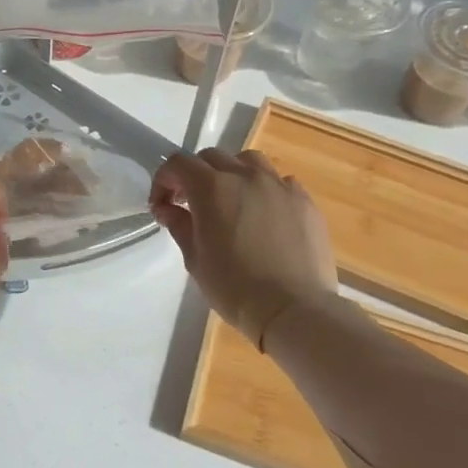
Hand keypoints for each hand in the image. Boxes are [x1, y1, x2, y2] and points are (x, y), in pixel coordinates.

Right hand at [150, 148, 336, 345]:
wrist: (293, 309)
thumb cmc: (234, 288)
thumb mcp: (195, 259)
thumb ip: (180, 225)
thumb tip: (168, 209)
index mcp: (211, 188)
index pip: (179, 164)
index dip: (164, 180)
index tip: (162, 206)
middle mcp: (245, 176)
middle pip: (212, 157)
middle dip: (195, 174)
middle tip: (190, 203)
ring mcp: (279, 186)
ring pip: (249, 161)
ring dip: (231, 173)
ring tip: (230, 199)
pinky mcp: (305, 202)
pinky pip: (280, 181)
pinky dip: (265, 189)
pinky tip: (264, 213)